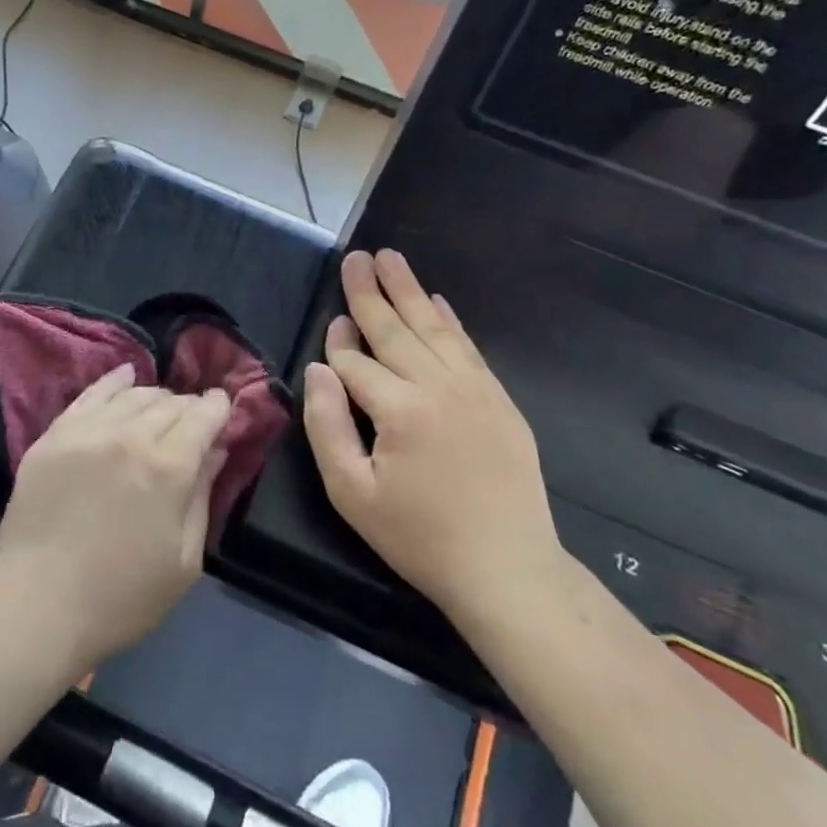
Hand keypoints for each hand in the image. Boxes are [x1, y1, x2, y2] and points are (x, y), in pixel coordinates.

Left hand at [0, 365, 231, 671]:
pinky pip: (90, 395)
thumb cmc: (122, 596)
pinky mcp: (54, 435)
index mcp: (169, 467)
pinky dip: (113, 381)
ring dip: (156, 397)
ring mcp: (87, 431)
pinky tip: (125, 374)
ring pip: (133, 394)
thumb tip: (216, 450)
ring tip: (162, 407)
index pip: (203, 416)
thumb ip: (202, 496)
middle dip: (189, 406)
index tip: (225, 407)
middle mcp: (130, 435)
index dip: (219, 407)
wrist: (37, 603)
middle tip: (194, 420)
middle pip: (170, 403)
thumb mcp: (184, 560)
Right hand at [303, 249, 560, 620]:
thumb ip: (327, 425)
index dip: (338, 344)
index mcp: (400, 409)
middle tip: (356, 256)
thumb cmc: (419, 537)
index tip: (330, 323)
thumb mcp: (351, 493)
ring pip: (434, 328)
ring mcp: (476, 390)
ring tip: (390, 258)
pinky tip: (437, 301)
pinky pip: (468, 348)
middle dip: (370, 291)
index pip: (356, 362)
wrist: (507, 570)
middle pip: (396, 328)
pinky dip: (449, 320)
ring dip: (410, 290)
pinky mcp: (500, 401)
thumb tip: (318, 369)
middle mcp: (440, 387)